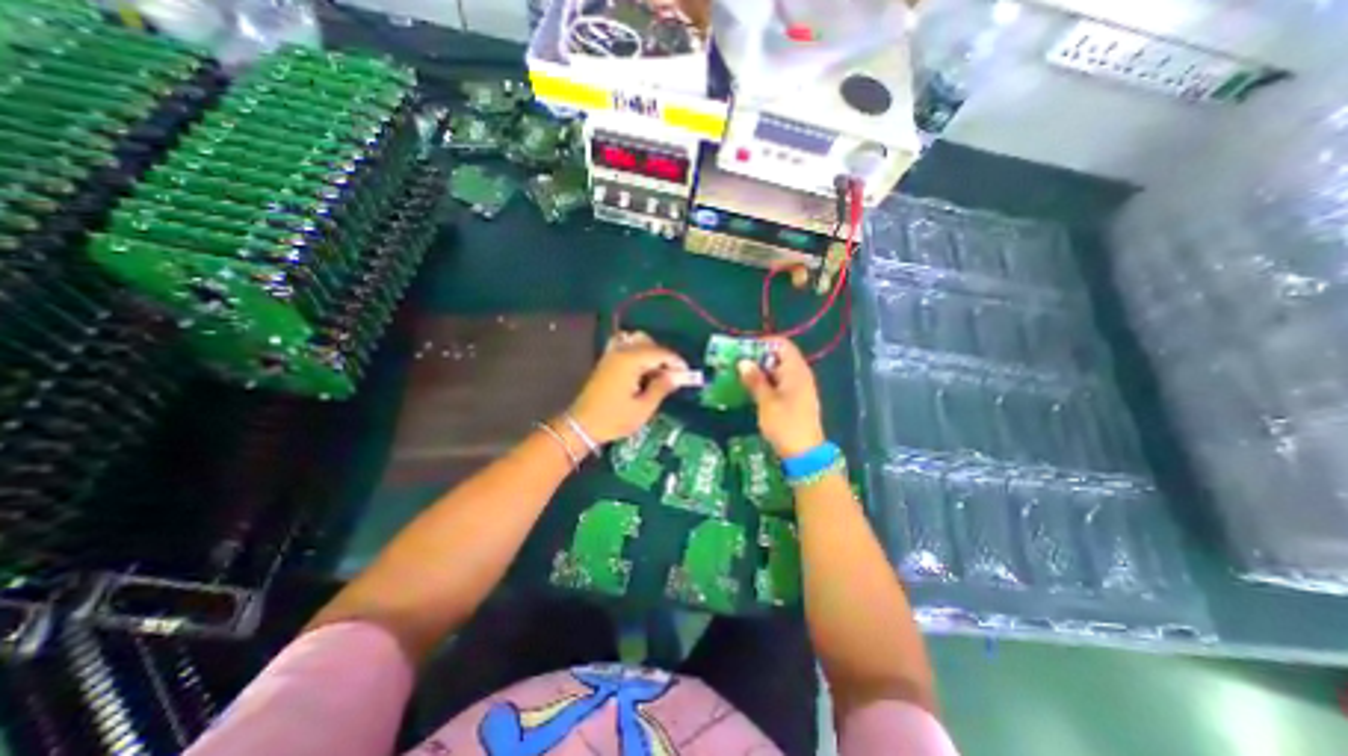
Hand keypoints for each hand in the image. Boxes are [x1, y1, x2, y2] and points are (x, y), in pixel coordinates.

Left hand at [568, 328, 689, 441]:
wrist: (582, 425)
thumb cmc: (614, 419)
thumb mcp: (643, 408)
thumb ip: (661, 388)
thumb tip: (677, 376)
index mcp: (631, 361)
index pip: (660, 353)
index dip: (676, 362)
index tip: (687, 375)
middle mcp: (621, 351)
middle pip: (649, 344)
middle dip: (664, 357)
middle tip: (672, 376)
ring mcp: (611, 354)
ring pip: (637, 341)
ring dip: (651, 352)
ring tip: (657, 373)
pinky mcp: (606, 361)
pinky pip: (624, 345)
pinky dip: (636, 351)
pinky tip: (641, 367)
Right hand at [735, 339, 820, 456]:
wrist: (804, 453)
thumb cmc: (785, 424)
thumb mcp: (766, 401)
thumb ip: (755, 380)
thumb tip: (743, 361)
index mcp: (796, 370)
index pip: (781, 344)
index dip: (763, 343)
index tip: (743, 349)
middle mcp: (800, 374)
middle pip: (779, 356)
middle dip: (757, 357)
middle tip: (736, 362)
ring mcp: (799, 387)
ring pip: (777, 371)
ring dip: (760, 371)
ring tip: (739, 375)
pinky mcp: (795, 399)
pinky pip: (779, 383)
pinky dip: (766, 382)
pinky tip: (751, 389)